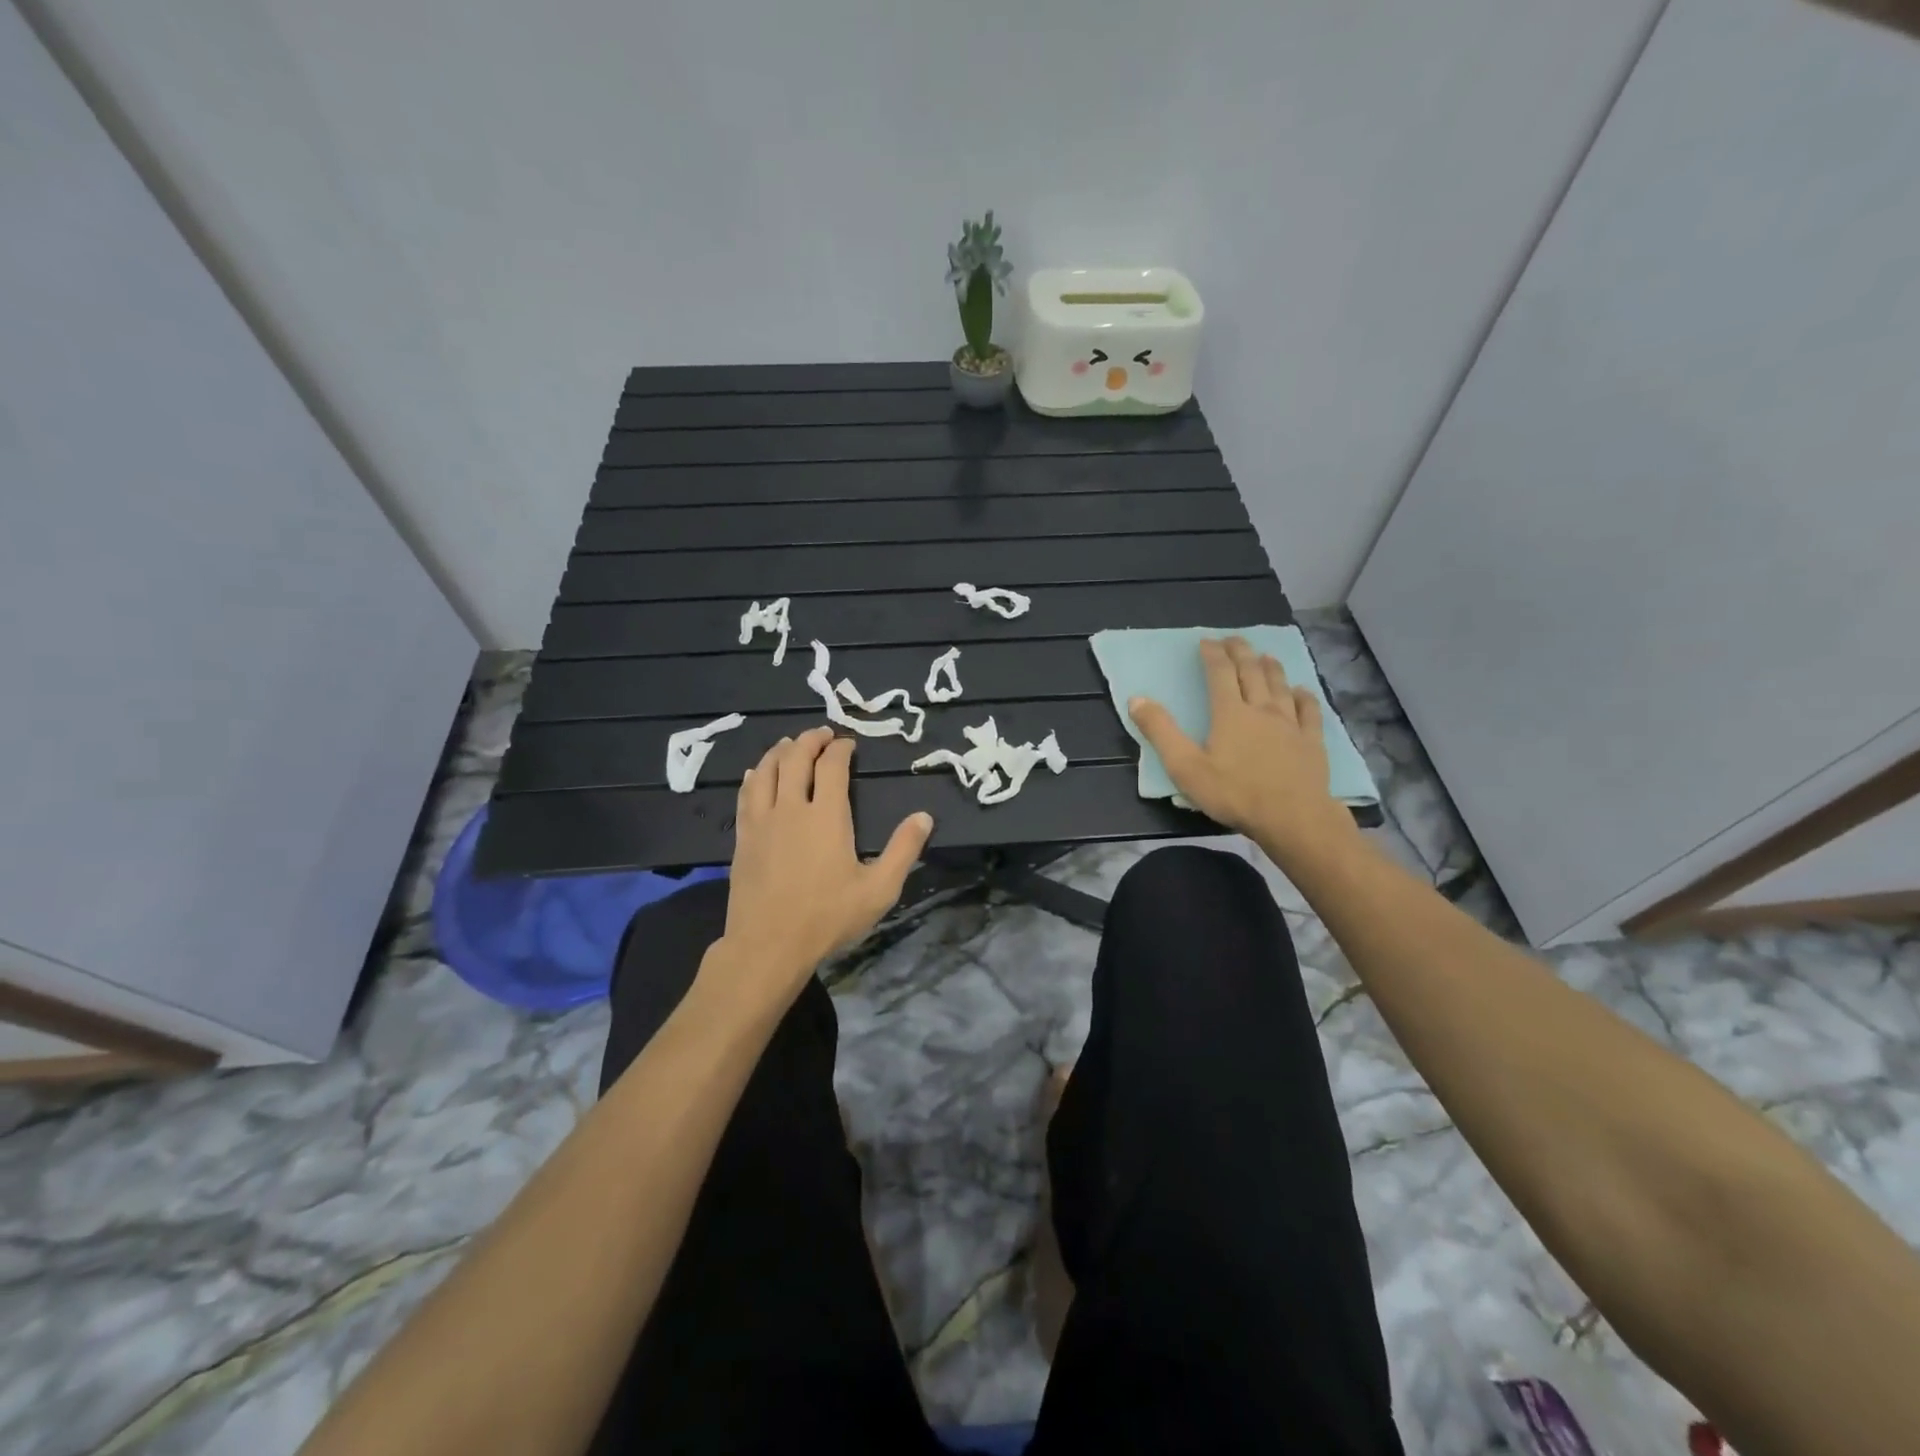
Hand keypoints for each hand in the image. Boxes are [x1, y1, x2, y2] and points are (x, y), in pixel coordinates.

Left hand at [717, 726, 932, 1002]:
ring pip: (766, 771)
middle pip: (796, 759)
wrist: (768, 945)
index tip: (848, 743)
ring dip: (780, 752)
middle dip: (810, 740)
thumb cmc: (827, 917)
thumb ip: (903, 850)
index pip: (831, 766)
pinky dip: (754, 776)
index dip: (840, 748)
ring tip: (789, 744)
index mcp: (826, 815)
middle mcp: (791, 808)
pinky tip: (755, 774)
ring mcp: (762, 822)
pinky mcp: (743, 838)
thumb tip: (924, 816)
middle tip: (822, 734)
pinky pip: (746, 795)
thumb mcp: (879, 889)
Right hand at [1128, 636, 1355, 871]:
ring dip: (1271, 668)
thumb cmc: (1234, 794)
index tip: (1206, 641)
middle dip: (1240, 652)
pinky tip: (1301, 691)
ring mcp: (1291, 724)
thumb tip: (1136, 700)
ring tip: (1265, 656)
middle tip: (1233, 639)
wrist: (1293, 818)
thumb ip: (1160, 732)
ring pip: (1281, 686)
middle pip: (1251, 672)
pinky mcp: (1312, 742)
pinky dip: (1304, 697)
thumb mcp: (1185, 767)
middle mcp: (1262, 709)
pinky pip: (1309, 711)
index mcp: (1230, 713)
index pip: (1220, 674)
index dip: (1212, 654)